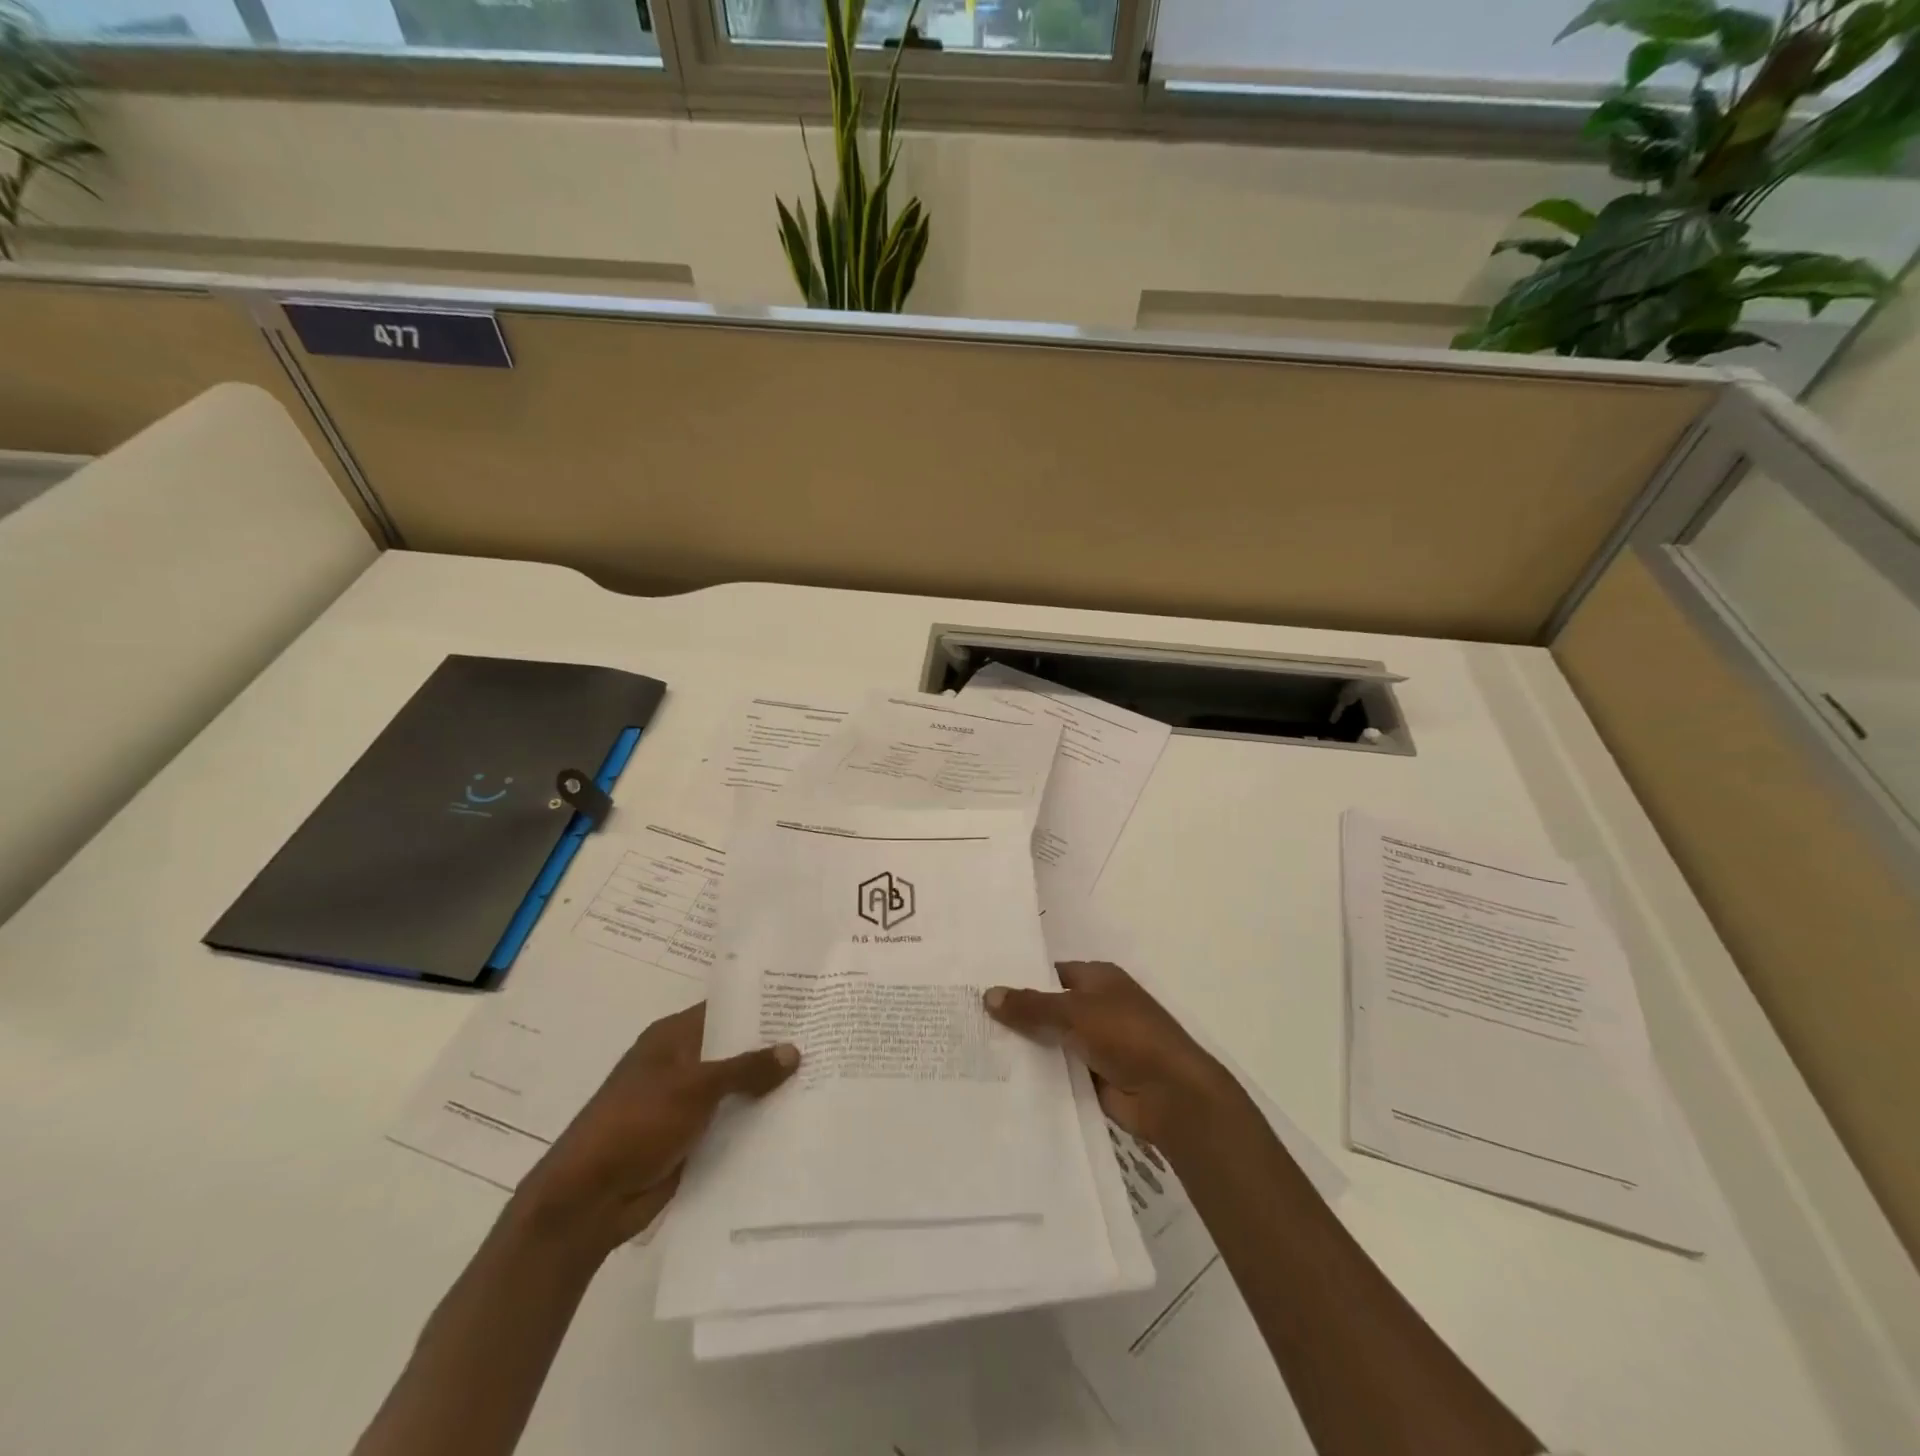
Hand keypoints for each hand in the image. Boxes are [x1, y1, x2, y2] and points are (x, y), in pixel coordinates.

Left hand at [515, 1003, 798, 1254]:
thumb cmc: (636, 1124)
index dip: (763, 1005)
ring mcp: (685, 1103)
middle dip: (773, 1048)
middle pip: (734, 1048)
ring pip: (736, 1087)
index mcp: (673, 1038)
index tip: (805, 1002)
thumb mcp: (694, 1088)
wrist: (587, 1200)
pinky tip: (795, 1119)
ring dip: (768, 1088)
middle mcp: (681, 1064)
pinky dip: (755, 1121)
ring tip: (822, 1077)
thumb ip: (746, 1068)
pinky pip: (731, 1121)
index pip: (726, 1009)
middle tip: (825, 1038)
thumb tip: (794, 1050)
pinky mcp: (690, 1138)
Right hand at [984, 962, 1242, 1155]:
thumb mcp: (1074, 1012)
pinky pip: (1058, 1070)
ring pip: (1051, 1041)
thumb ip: (1031, 1006)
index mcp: (1098, 979)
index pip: (1050, 972)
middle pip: (1049, 1008)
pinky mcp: (1094, 1077)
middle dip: (1017, 1015)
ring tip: (975, 1049)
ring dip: (1025, 1047)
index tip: (981, 987)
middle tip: (969, 1020)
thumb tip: (988, 994)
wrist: (1170, 1094)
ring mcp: (1096, 1043)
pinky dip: (1038, 1073)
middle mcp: (1097, 1006)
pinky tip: (1002, 1078)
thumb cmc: (1127, 1035)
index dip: (1020, 979)